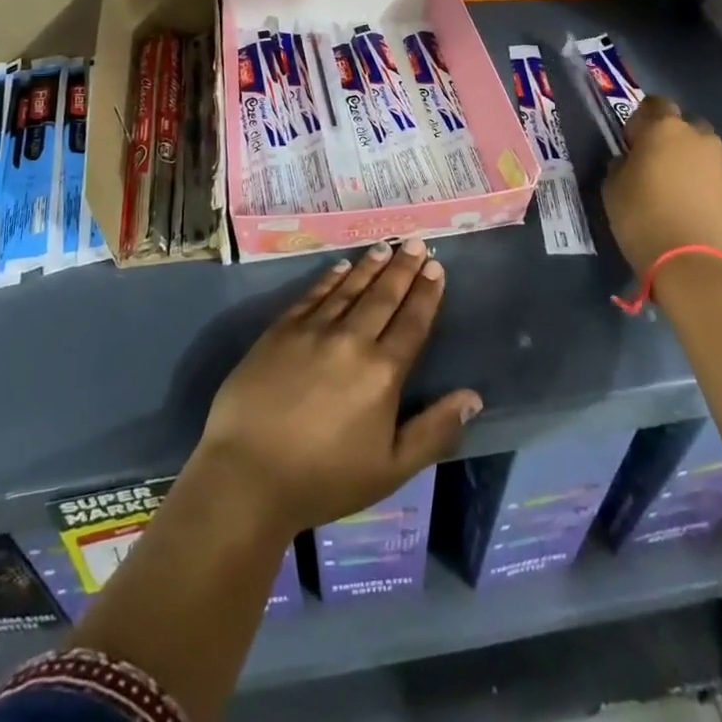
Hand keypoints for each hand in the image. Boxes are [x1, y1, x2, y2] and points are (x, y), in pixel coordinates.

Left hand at [195, 239, 482, 537]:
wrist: (248, 475)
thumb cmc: (324, 479)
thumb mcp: (391, 469)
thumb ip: (434, 430)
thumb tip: (473, 397)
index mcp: (382, 373)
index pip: (412, 323)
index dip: (426, 294)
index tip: (436, 268)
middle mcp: (351, 340)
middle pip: (383, 297)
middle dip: (403, 268)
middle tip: (416, 242)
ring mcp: (313, 331)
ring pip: (349, 289)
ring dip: (370, 266)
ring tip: (385, 247)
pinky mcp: (281, 331)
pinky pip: (312, 296)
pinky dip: (330, 279)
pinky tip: (341, 267)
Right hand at [602, 97, 721, 273]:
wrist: (695, 265)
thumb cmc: (643, 218)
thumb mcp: (612, 188)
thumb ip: (622, 164)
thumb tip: (631, 162)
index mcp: (665, 129)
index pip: (654, 104)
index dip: (641, 121)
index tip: (633, 144)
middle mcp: (702, 138)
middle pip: (686, 126)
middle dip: (673, 140)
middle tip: (658, 167)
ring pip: (709, 152)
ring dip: (695, 162)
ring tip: (682, 191)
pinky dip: (711, 188)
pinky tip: (699, 211)